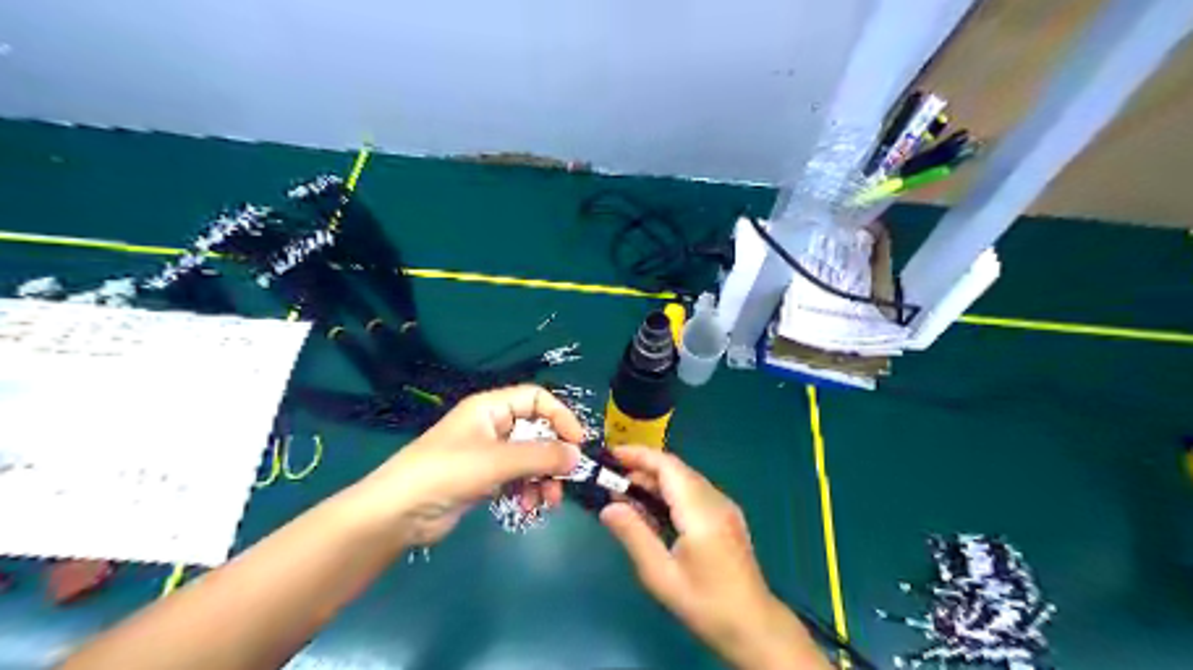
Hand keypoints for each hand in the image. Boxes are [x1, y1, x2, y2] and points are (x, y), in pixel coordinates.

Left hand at [363, 384, 584, 547]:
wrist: (397, 514)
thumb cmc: (446, 473)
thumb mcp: (497, 461)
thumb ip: (541, 456)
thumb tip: (578, 456)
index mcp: (491, 407)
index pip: (537, 399)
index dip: (560, 416)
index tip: (577, 443)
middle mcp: (492, 425)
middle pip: (537, 431)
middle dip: (553, 456)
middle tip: (566, 480)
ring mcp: (488, 453)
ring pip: (531, 458)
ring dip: (543, 478)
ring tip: (546, 502)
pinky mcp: (484, 479)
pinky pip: (518, 478)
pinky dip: (528, 490)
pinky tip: (528, 507)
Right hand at [602, 446, 825, 669]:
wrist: (753, 625)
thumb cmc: (705, 603)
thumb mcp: (661, 575)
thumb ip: (634, 536)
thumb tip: (608, 508)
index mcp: (700, 511)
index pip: (668, 467)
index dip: (639, 455)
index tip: (611, 456)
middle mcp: (715, 500)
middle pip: (676, 469)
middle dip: (642, 467)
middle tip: (611, 478)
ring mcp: (724, 506)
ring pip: (685, 479)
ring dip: (655, 480)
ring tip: (624, 492)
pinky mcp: (726, 515)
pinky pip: (693, 491)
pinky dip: (669, 491)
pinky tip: (652, 508)